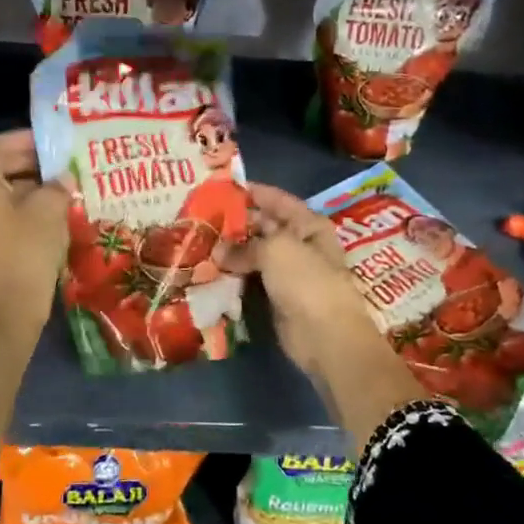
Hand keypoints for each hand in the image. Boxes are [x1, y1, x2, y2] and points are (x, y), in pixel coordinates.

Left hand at [0, 129, 70, 329]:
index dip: (25, 139)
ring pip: (4, 191)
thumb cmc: (27, 246)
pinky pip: (5, 212)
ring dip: (33, 186)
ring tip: (65, 187)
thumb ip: (58, 184)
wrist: (10, 303)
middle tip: (64, 164)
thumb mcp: (50, 207)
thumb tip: (63, 179)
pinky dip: (27, 206)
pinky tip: (55, 212)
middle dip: (32, 162)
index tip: (53, 143)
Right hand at [225, 184, 428, 448]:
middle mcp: (300, 244)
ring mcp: (288, 272)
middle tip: (200, 218)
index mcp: (308, 224)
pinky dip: (233, 275)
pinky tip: (208, 271)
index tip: (220, 187)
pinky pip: (251, 279)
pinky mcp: (276, 297)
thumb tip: (218, 252)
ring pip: (254, 254)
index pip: (277, 200)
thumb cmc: (306, 281)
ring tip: (198, 242)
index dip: (252, 192)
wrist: (326, 336)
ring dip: (230, 251)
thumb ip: (244, 246)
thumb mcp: (275, 250)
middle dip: (235, 223)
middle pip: (263, 226)